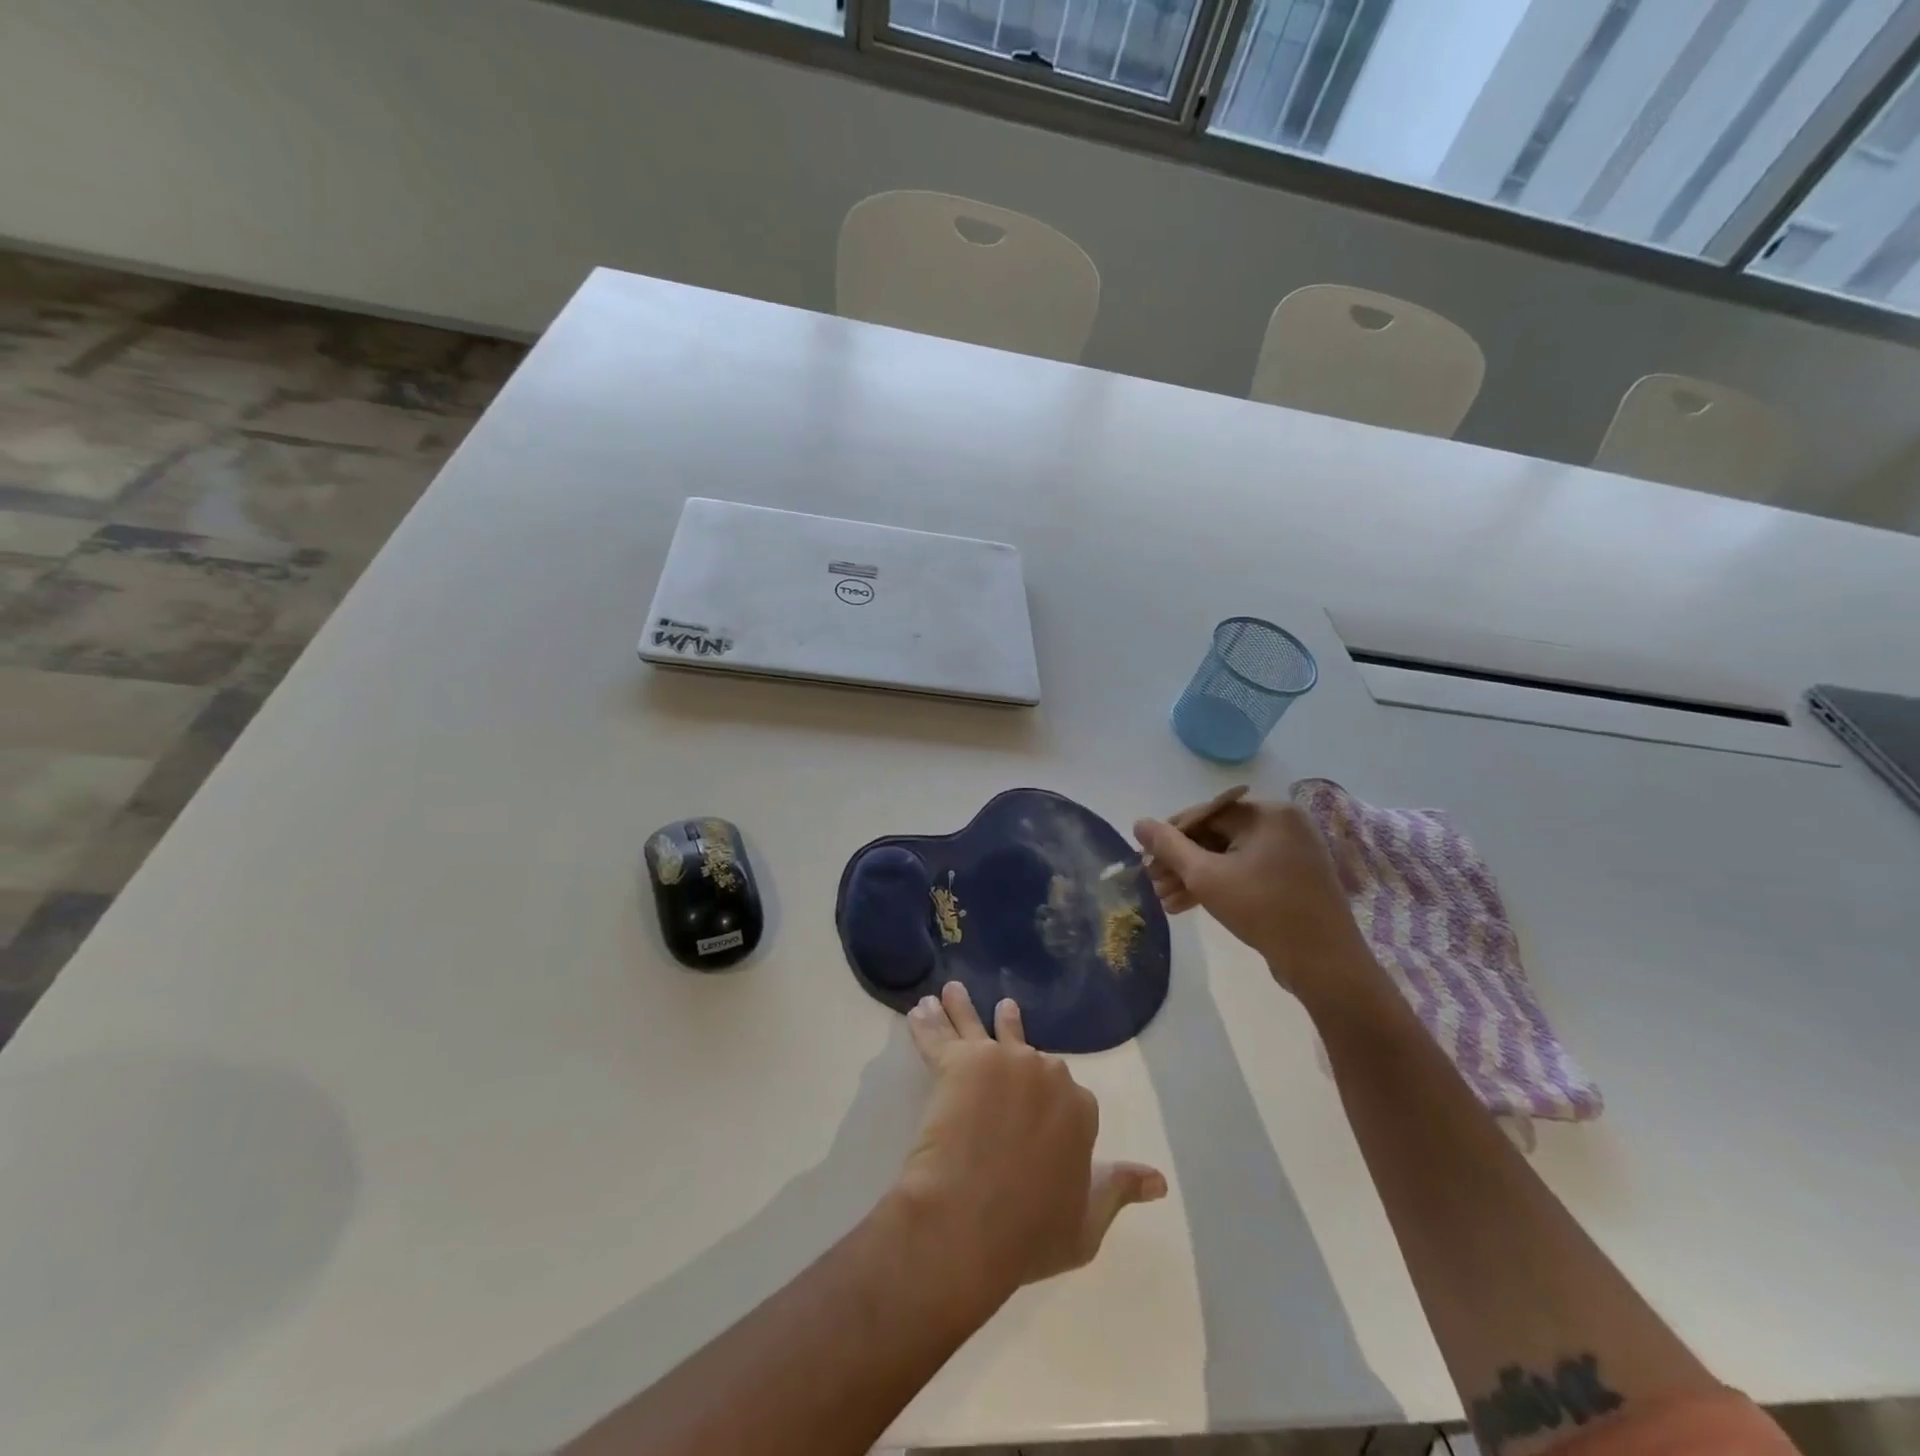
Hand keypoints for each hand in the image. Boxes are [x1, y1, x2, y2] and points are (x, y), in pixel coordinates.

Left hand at [896, 982, 1165, 1293]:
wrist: (970, 1223)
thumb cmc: (1030, 1233)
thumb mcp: (1087, 1224)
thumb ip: (1119, 1189)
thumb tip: (1158, 1179)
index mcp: (1079, 1108)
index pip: (1071, 1095)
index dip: (1053, 1104)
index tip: (1041, 1109)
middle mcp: (1044, 1073)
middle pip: (1026, 1050)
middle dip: (1012, 1039)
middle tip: (1000, 1018)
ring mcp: (1002, 1061)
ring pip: (981, 1027)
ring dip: (965, 1010)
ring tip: (954, 991)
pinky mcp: (959, 1061)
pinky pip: (939, 1035)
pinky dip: (928, 1023)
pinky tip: (921, 1009)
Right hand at [1133, 787, 1374, 1004]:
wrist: (1325, 964)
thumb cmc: (1263, 910)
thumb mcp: (1206, 876)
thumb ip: (1169, 847)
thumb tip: (1139, 823)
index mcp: (1267, 813)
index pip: (1205, 814)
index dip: (1171, 835)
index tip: (1147, 859)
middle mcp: (1283, 825)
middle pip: (1217, 835)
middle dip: (1182, 862)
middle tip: (1153, 884)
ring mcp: (1292, 852)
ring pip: (1230, 857)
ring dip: (1196, 877)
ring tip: (1165, 901)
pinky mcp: (1295, 878)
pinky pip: (1248, 871)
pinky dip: (1220, 885)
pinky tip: (1188, 905)